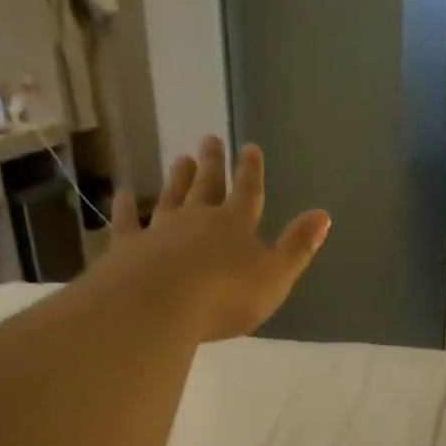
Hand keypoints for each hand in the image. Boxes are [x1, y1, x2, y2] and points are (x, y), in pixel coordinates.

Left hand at [99, 136, 329, 341]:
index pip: (247, 192)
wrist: (159, 306)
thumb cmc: (226, 296)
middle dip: (212, 164)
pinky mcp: (128, 247)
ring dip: (177, 179)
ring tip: (181, 159)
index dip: (251, 171)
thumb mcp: (275, 276)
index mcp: (236, 226)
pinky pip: (127, 223)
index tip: (250, 147)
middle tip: (210, 139)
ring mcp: (160, 230)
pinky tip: (121, 196)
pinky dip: (125, 209)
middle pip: (207, 186)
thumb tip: (323, 215)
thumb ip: (297, 247)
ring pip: (171, 197)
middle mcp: (197, 219)